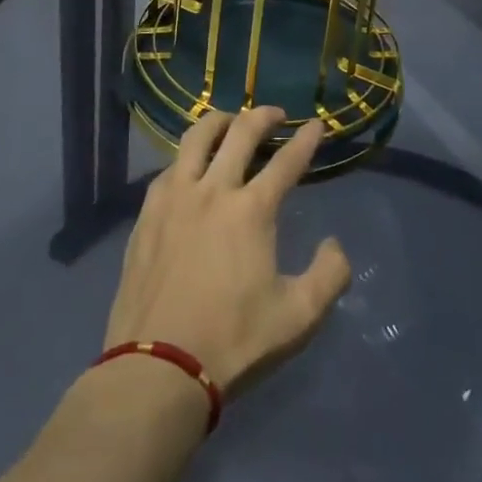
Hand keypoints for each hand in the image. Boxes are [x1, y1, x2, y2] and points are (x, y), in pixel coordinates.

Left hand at [104, 106, 351, 394]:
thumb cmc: (233, 340)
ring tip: (230, 122)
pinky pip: (168, 168)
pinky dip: (187, 157)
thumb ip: (329, 276)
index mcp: (251, 210)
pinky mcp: (146, 215)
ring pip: (195, 138)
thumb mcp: (298, 317)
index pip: (287, 161)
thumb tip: (336, 245)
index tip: (316, 124)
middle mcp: (212, 190)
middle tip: (275, 114)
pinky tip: (189, 167)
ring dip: (218, 122)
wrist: (157, 367)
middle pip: (239, 133)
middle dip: (262, 116)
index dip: (306, 140)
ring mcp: (174, 199)